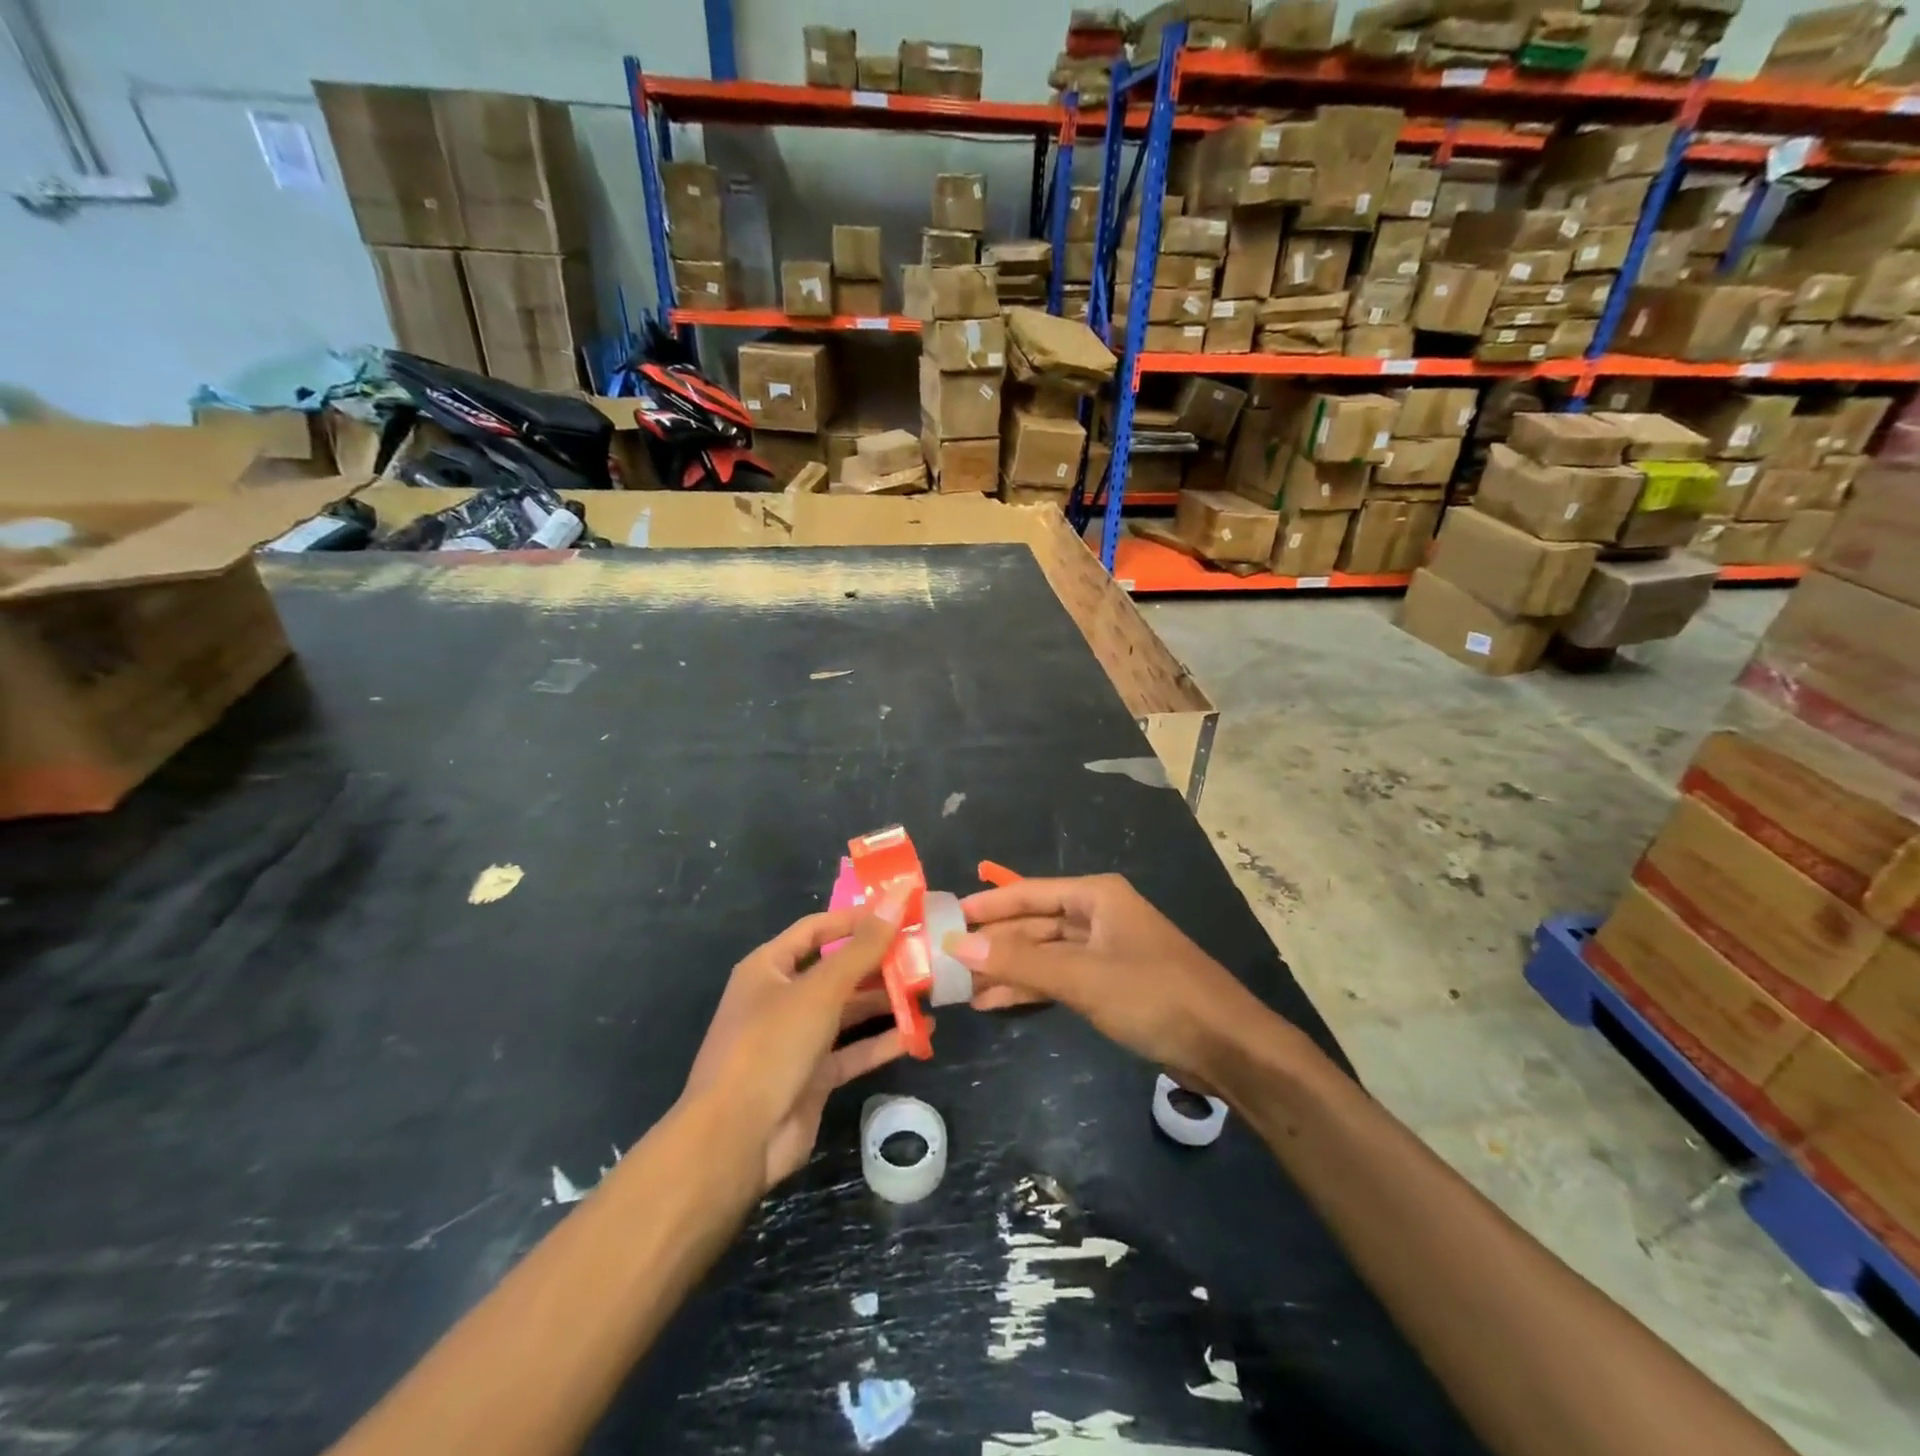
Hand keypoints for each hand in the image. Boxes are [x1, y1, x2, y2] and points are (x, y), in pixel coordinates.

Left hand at [684, 888, 913, 1190]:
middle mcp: (781, 998)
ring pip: (848, 1011)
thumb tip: (897, 897)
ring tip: (930, 989)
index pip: (817, 928)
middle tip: (924, 952)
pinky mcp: (813, 1076)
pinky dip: (883, 1041)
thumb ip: (863, 947)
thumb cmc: (771, 1045)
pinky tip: (921, 1033)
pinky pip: (853, 1050)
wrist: (735, 1139)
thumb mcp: (820, 990)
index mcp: (769, 967)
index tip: (900, 912)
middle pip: (836, 970)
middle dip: (878, 962)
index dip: (856, 919)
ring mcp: (796, 1039)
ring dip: (885, 1001)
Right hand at [954, 874, 1267, 1086]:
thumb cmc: (1155, 995)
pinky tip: (997, 1003)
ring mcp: (1104, 951)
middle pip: (1033, 924)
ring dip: (1007, 971)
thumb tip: (957, 946)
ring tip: (963, 991)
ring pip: (1044, 955)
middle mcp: (1098, 915)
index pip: (1027, 893)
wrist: (1227, 1046)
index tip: (945, 919)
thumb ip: (1020, 962)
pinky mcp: (1110, 984)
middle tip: (946, 961)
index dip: (986, 906)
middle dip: (994, 943)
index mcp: (1096, 896)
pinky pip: (1059, 979)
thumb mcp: (1082, 977)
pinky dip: (1031, 989)